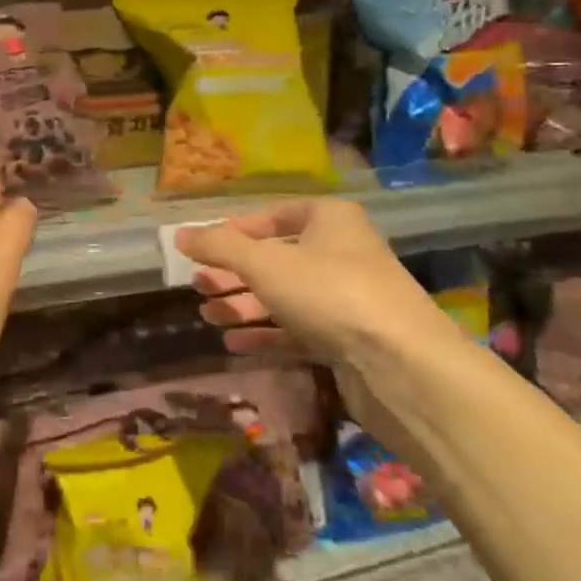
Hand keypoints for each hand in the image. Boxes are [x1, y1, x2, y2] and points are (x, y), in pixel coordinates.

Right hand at [175, 199, 446, 375]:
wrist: (401, 364)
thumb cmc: (329, 292)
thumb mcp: (265, 263)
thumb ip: (219, 247)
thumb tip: (179, 234)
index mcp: (329, 220)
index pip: (274, 216)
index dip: (235, 231)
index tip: (202, 249)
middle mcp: (341, 252)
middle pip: (276, 258)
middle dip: (234, 273)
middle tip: (198, 288)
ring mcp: (346, 298)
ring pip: (285, 296)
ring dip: (244, 305)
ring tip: (207, 316)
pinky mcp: (347, 339)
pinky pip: (297, 330)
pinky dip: (266, 334)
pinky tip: (233, 344)